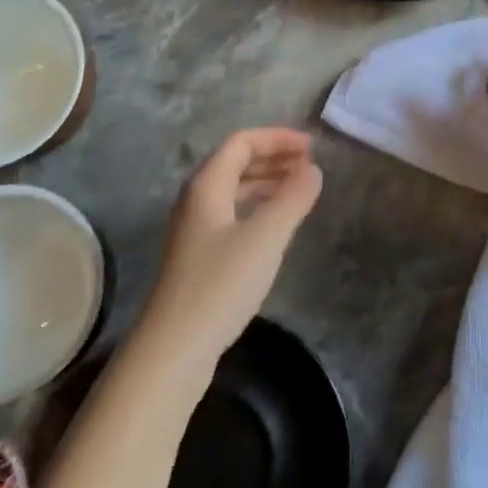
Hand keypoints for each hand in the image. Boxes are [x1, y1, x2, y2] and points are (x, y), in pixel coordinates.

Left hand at [140, 129, 323, 372]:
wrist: (174, 349)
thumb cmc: (220, 285)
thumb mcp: (265, 238)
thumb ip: (293, 199)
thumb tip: (313, 169)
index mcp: (206, 186)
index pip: (241, 143)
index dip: (277, 138)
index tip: (312, 147)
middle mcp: (196, 200)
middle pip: (236, 163)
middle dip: (274, 157)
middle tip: (311, 165)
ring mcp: (195, 229)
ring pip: (234, 190)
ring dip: (267, 182)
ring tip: (301, 189)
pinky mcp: (199, 256)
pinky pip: (233, 213)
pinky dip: (259, 207)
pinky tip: (277, 224)